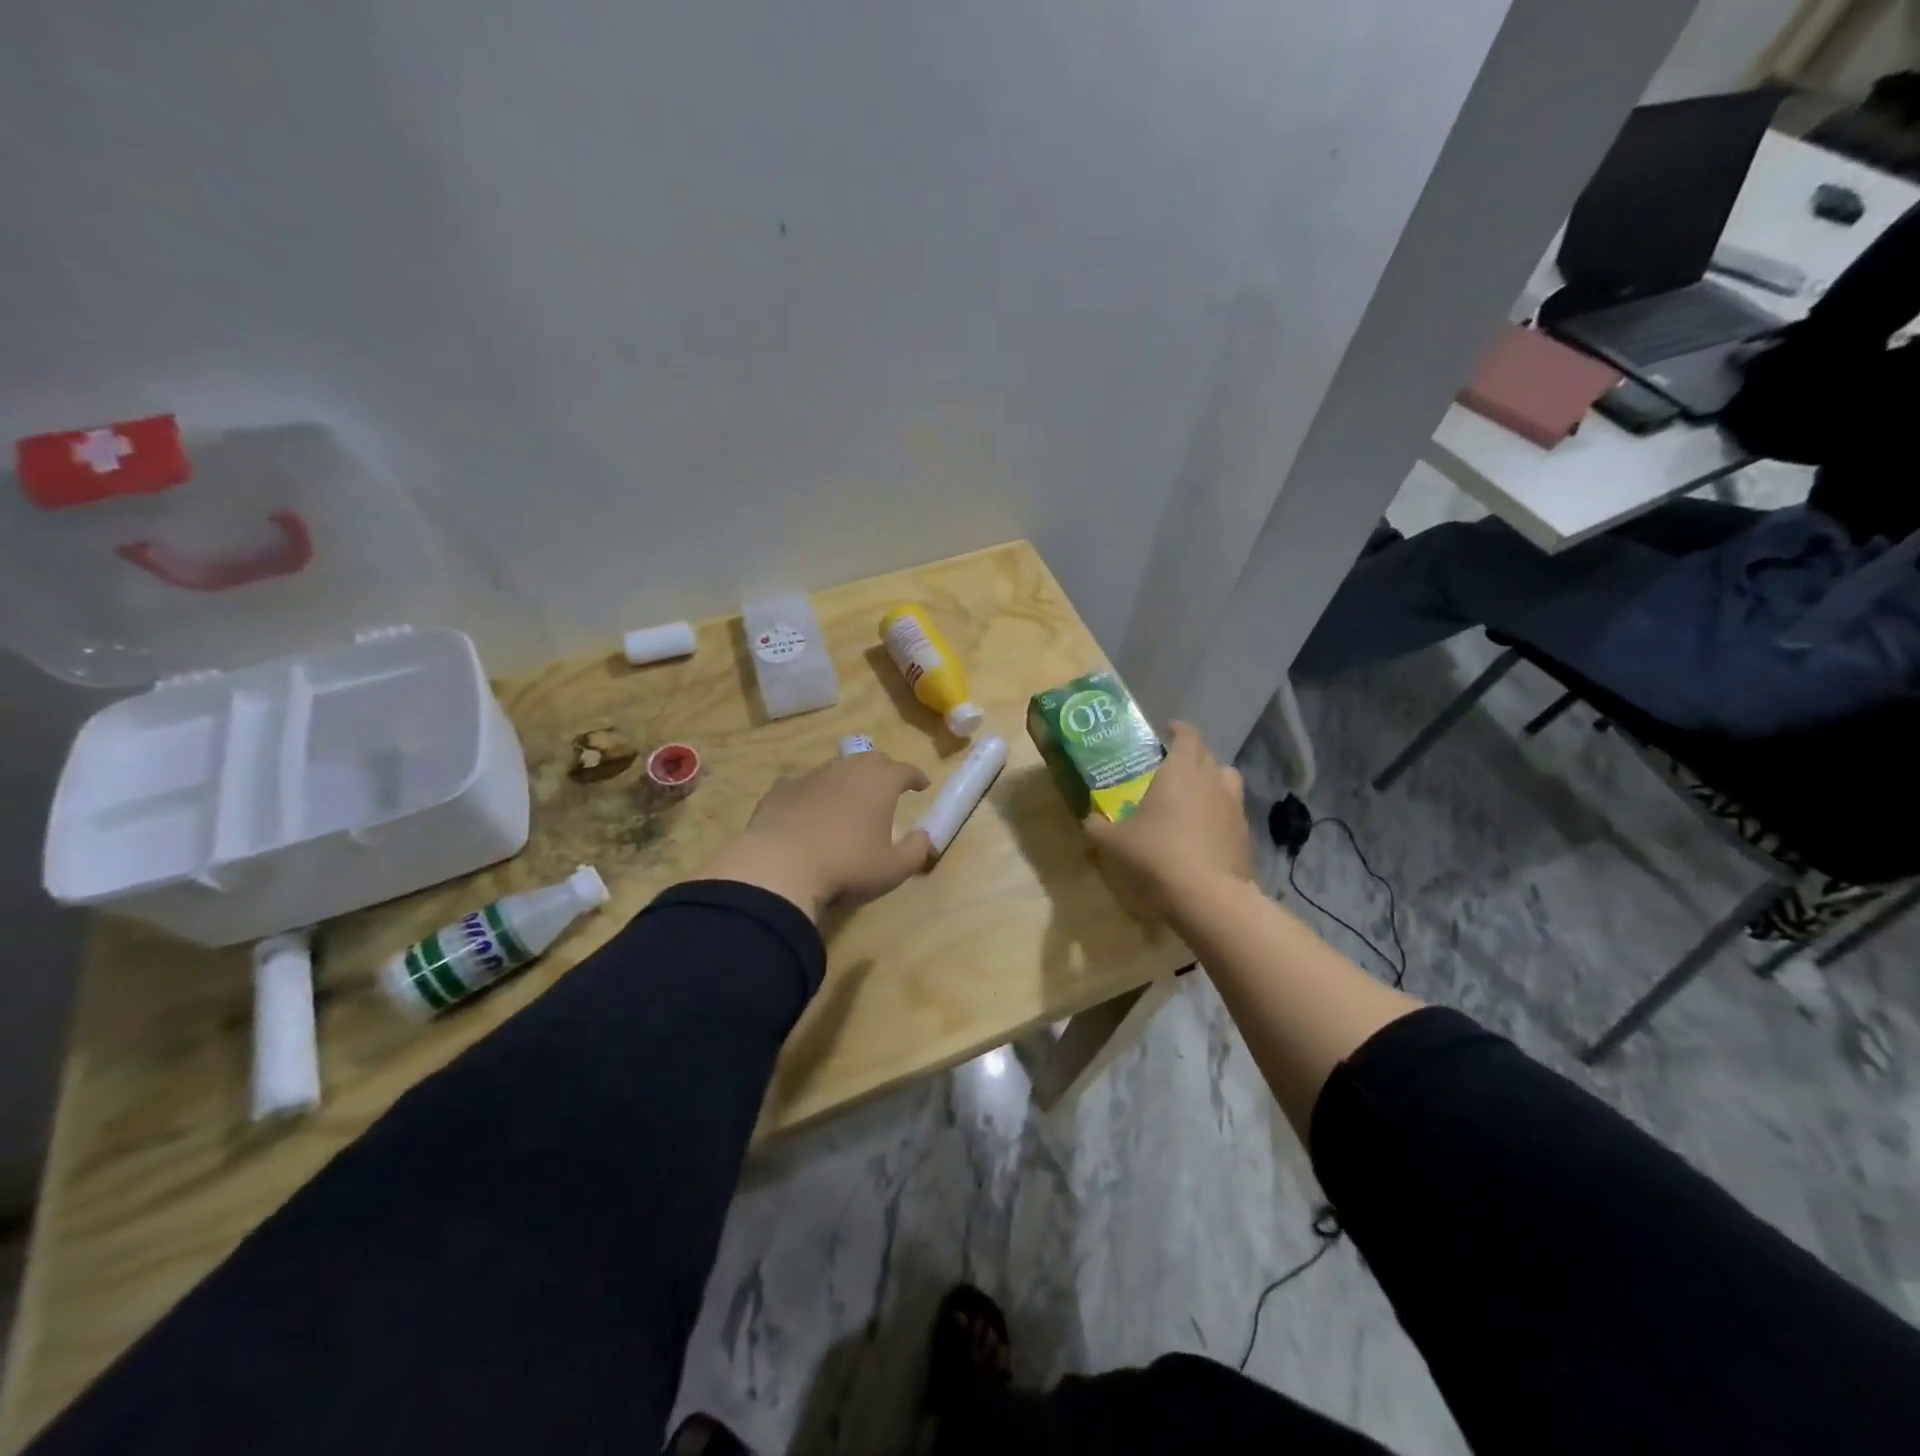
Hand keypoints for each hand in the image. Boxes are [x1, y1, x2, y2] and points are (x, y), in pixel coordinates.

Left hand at [702, 752, 933, 919]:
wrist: (780, 866)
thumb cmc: (847, 865)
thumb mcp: (893, 869)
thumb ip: (916, 851)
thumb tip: (925, 837)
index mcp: (880, 782)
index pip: (906, 770)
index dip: (916, 777)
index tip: (922, 785)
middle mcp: (847, 769)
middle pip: (872, 760)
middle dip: (884, 771)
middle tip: (888, 788)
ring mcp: (811, 775)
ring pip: (837, 768)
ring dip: (848, 780)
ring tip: (849, 799)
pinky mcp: (781, 788)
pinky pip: (804, 784)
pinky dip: (813, 792)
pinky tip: (809, 808)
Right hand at [1085, 721, 1250, 913]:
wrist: (1207, 896)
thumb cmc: (1156, 855)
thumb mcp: (1113, 842)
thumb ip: (1097, 826)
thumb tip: (1088, 819)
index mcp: (1181, 770)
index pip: (1187, 735)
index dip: (1177, 730)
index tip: (1167, 731)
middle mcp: (1212, 781)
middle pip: (1208, 756)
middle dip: (1192, 757)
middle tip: (1171, 769)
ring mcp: (1234, 807)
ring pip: (1226, 782)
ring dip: (1212, 783)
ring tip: (1193, 798)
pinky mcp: (1245, 835)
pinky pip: (1231, 813)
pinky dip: (1219, 815)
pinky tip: (1203, 833)